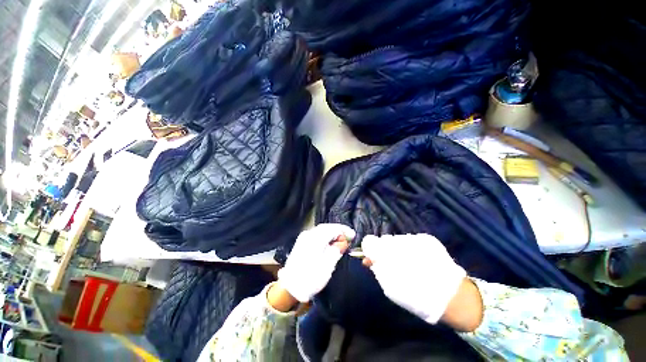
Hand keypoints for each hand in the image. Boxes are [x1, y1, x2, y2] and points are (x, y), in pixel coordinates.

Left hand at [277, 224, 354, 302]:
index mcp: (315, 238)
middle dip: (338, 230)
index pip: (333, 228)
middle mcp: (309, 234)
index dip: (344, 230)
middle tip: (348, 237)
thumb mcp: (328, 265)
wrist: (290, 287)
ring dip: (332, 233)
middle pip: (327, 227)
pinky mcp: (301, 242)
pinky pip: (316, 234)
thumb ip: (337, 250)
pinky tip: (330, 241)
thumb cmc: (311, 277)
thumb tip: (343, 242)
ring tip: (341, 239)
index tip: (353, 235)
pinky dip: (325, 236)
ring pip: (321, 230)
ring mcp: (304, 237)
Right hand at [362, 234, 480, 328]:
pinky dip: (412, 248)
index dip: (369, 249)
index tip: (372, 258)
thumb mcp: (390, 288)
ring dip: (398, 249)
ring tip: (410, 263)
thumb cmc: (416, 296)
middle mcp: (399, 240)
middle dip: (385, 250)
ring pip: (398, 240)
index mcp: (387, 252)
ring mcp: (414, 238)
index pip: (369, 241)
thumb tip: (368, 259)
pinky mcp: (427, 238)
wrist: (452, 296)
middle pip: (384, 240)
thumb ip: (377, 269)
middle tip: (393, 264)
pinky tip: (420, 260)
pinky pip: (412, 240)